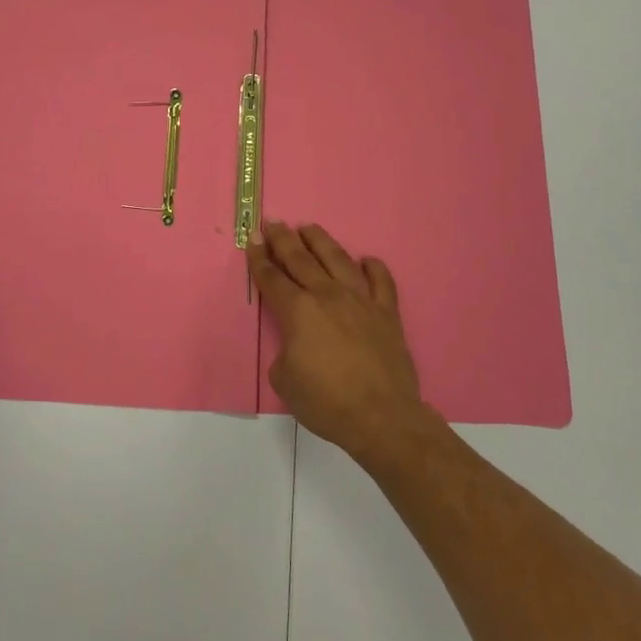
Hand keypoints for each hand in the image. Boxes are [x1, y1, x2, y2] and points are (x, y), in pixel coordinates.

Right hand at [249, 221, 436, 464]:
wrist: (381, 417)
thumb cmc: (327, 403)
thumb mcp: (285, 382)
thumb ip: (285, 353)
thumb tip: (297, 345)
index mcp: (298, 311)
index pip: (272, 278)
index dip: (259, 259)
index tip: (253, 240)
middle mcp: (327, 295)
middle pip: (301, 259)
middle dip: (283, 239)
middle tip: (273, 223)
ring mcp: (361, 300)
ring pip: (338, 259)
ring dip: (320, 241)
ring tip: (309, 228)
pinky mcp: (387, 312)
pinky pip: (382, 281)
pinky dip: (373, 268)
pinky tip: (366, 260)